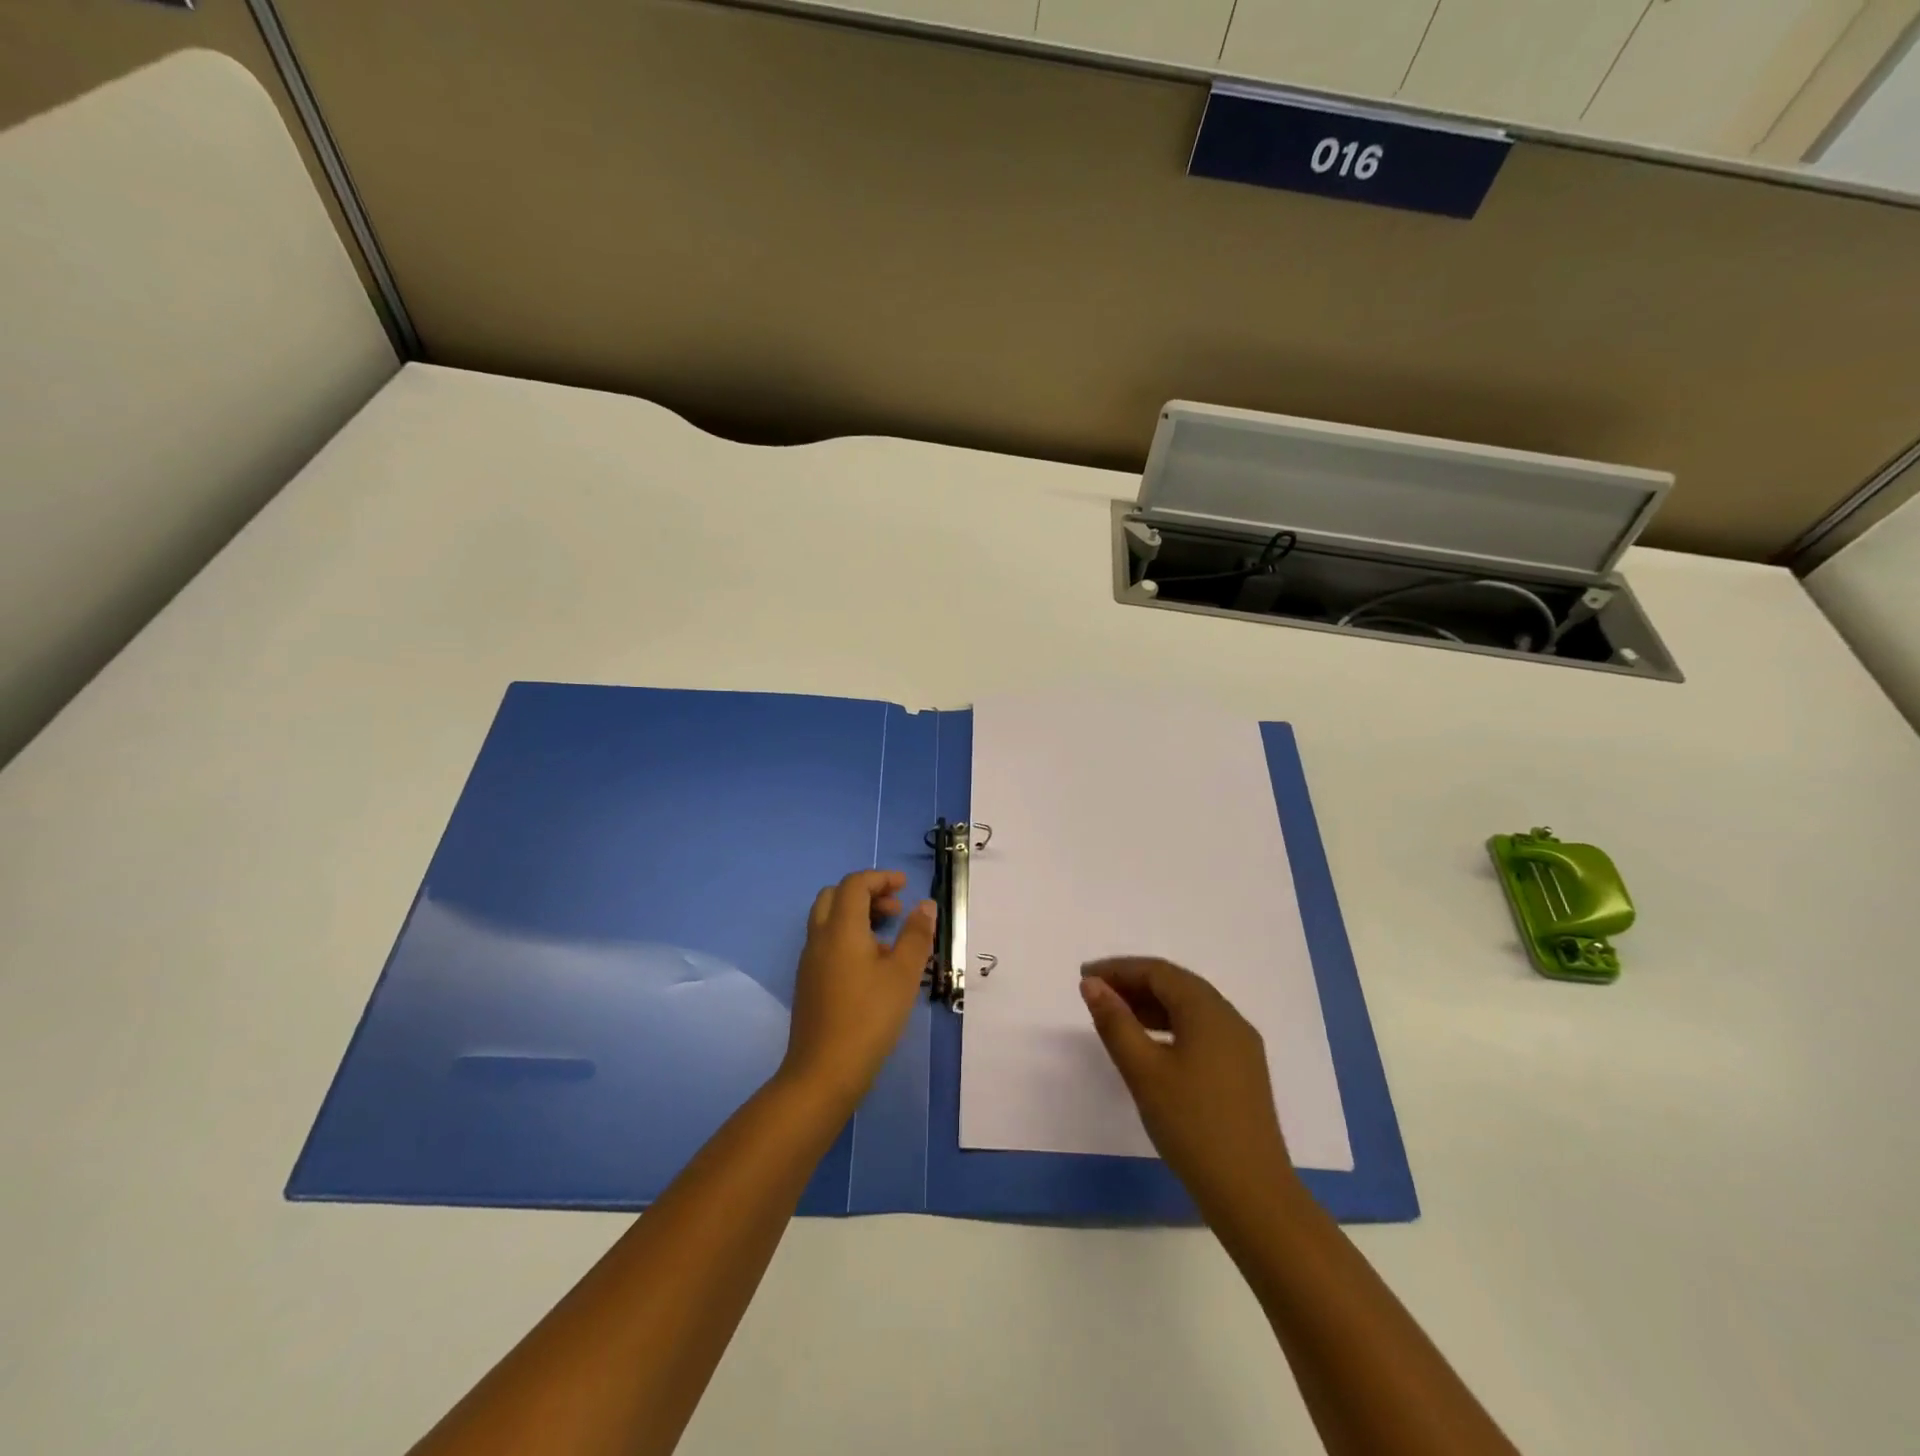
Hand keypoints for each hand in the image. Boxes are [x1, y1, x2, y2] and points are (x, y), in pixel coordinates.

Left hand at [780, 870, 936, 1107]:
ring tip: (890, 938)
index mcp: (840, 929)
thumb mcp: (903, 974)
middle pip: (835, 896)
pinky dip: (848, 936)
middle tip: (895, 909)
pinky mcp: (808, 982)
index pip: (855, 884)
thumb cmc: (869, 1017)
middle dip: (866, 893)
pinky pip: (827, 942)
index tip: (905, 886)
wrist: (824, 1071)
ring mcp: (809, 961)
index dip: (880, 878)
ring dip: (857, 915)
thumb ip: (916, 935)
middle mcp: (819, 938)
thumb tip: (925, 905)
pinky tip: (872, 965)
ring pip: (829, 919)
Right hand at [1079, 957, 1297, 1223]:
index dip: (1119, 968)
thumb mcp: (1143, 1071)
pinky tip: (1150, 1044)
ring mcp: (1241, 1046)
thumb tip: (1092, 984)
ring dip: (1151, 1004)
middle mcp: (1229, 1018)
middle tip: (1096, 993)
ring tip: (1115, 1015)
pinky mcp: (1243, 1071)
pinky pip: (1201, 1030)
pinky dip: (1170, 1025)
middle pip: (1176, 985)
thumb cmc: (1191, 1125)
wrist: (1252, 1194)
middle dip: (1134, 983)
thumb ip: (1115, 1022)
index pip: (1158, 972)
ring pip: (1190, 1008)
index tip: (1084, 975)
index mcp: (1208, 1011)